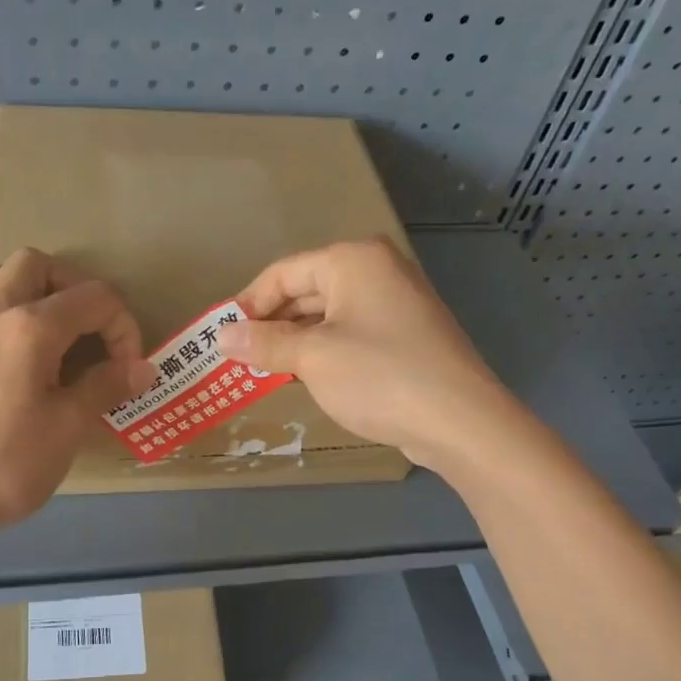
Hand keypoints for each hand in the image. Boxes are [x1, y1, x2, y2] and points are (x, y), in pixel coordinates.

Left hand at [0, 250, 153, 551]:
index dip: (123, 327)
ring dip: (28, 288)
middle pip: (39, 264)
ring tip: (46, 331)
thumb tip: (142, 367)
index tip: (127, 371)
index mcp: (31, 327)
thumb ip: (104, 389)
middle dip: (75, 290)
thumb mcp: (64, 432)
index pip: (94, 298)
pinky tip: (8, 353)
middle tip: (89, 334)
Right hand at [217, 237, 513, 473]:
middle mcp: (378, 270)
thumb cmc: (378, 376)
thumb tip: (221, 336)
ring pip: (328, 316)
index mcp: (353, 260)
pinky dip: (325, 352)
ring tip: (266, 372)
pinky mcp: (407, 335)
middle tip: (240, 359)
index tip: (222, 338)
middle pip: (306, 290)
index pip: (283, 273)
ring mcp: (397, 303)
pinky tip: (307, 378)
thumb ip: (264, 343)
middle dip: (272, 325)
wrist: (459, 420)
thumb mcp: (312, 358)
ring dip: (295, 342)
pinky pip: (352, 334)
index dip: (248, 305)